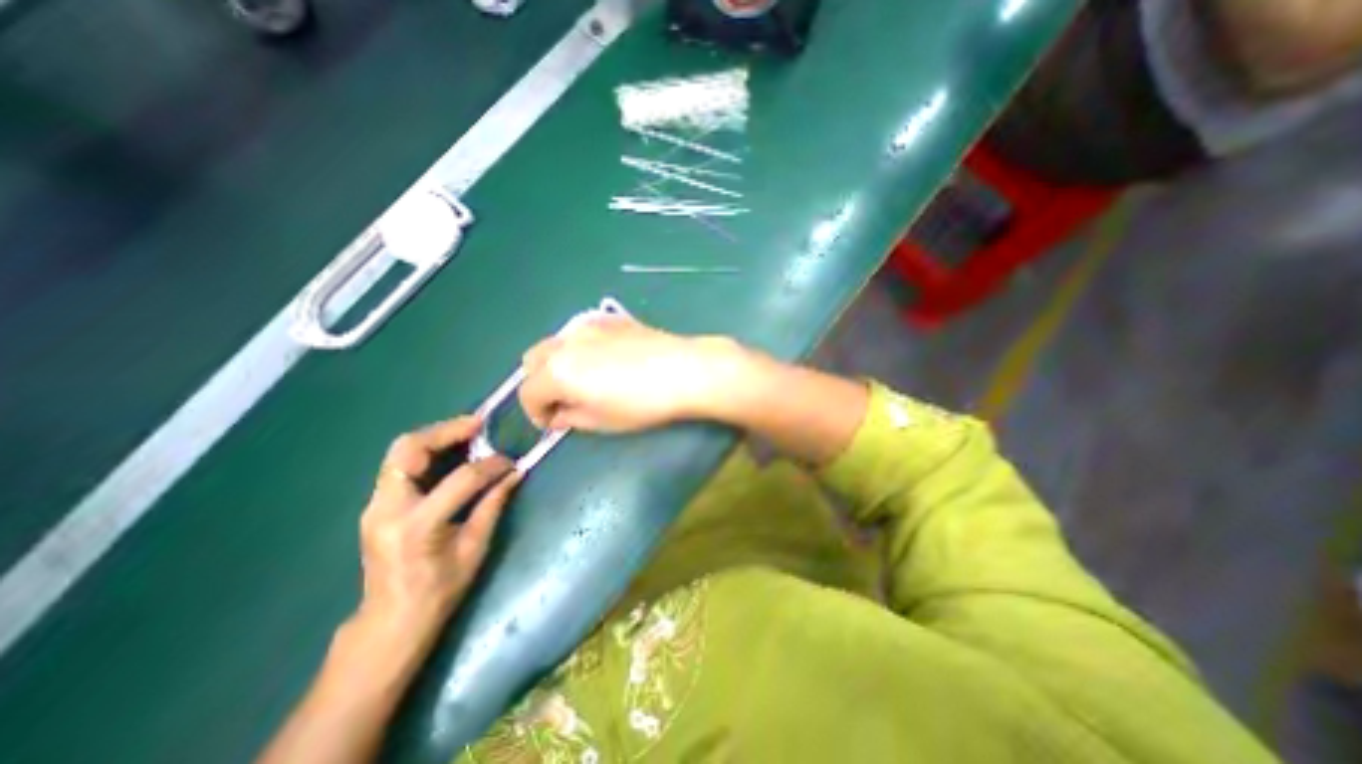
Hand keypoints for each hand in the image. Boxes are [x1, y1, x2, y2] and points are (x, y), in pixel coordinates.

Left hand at [352, 417, 519, 631]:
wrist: (389, 622)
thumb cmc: (439, 591)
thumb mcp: (474, 548)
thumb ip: (493, 504)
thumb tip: (515, 473)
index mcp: (417, 526)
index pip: (461, 479)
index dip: (491, 465)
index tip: (510, 461)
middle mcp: (387, 509)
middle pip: (409, 450)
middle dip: (447, 431)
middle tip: (478, 424)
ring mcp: (374, 506)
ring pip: (399, 452)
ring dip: (435, 436)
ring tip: (467, 431)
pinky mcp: (375, 505)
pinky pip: (399, 465)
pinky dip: (426, 451)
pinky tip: (449, 451)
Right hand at [520, 314, 743, 431]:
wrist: (683, 370)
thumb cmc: (641, 404)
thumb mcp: (601, 421)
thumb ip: (570, 417)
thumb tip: (558, 415)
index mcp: (557, 371)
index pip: (527, 393)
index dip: (536, 413)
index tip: (554, 423)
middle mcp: (564, 342)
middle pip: (532, 361)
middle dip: (540, 383)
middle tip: (564, 400)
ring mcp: (586, 326)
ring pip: (554, 343)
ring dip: (556, 363)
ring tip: (582, 379)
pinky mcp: (608, 319)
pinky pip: (579, 332)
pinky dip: (577, 348)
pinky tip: (602, 359)